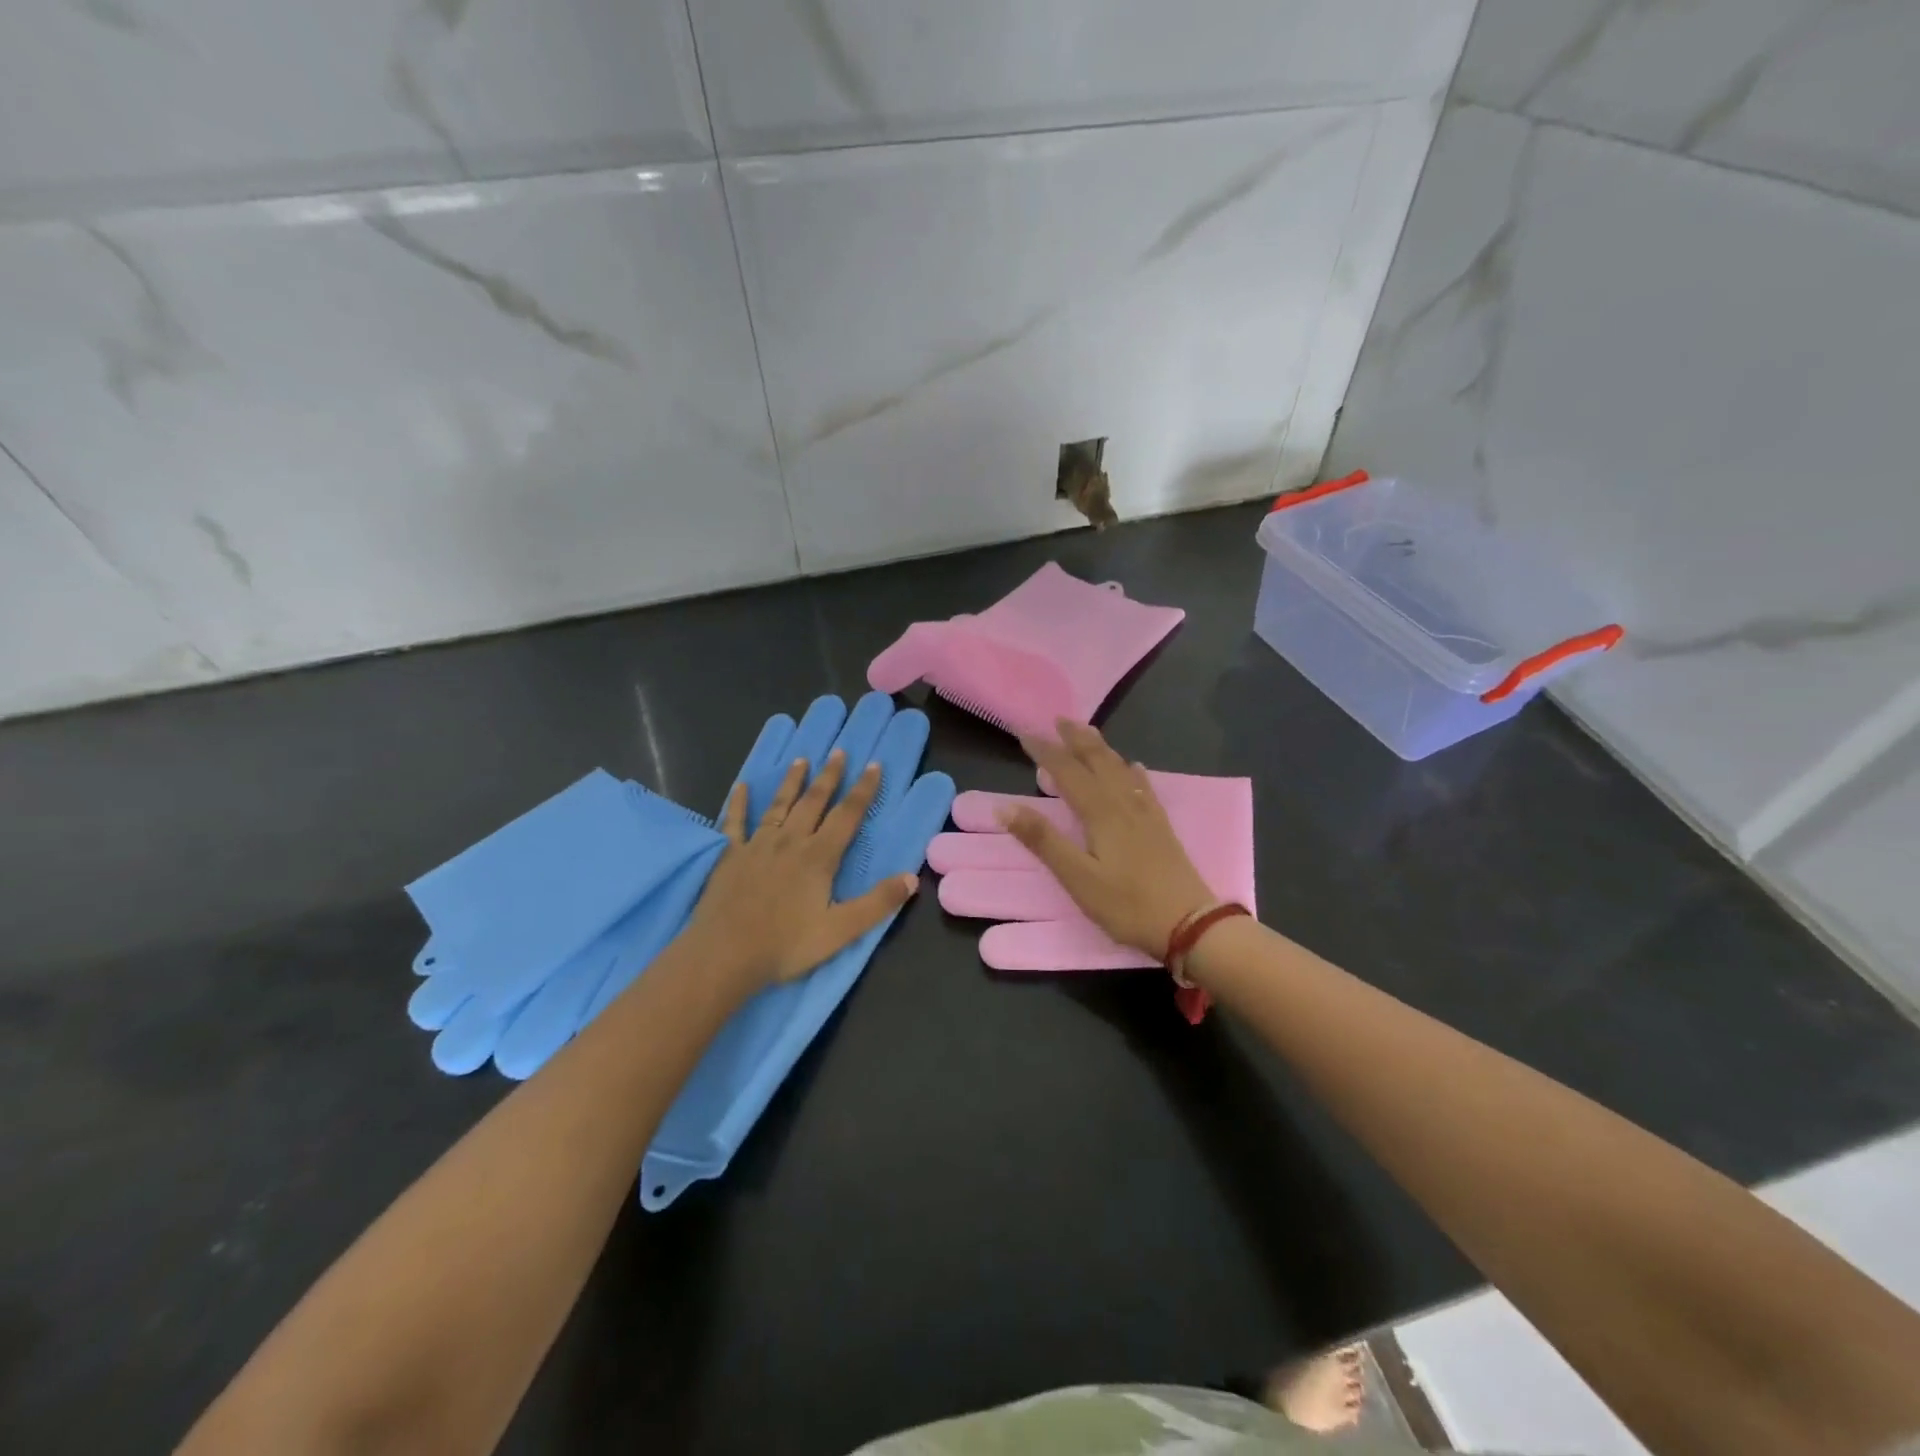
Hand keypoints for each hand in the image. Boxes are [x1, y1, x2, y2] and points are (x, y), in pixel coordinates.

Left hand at [685, 749, 919, 989]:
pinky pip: (734, 822)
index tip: (874, 765)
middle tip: (839, 752)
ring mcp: (756, 846)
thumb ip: (877, 903)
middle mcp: (790, 842)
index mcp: (818, 857)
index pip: (847, 815)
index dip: (863, 790)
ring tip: (801, 760)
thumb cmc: (785, 945)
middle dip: (829, 776)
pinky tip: (741, 786)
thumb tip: (912, 878)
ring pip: (779, 806)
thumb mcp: (841, 931)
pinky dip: (738, 803)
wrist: (724, 956)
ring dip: (792, 782)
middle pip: (813, 802)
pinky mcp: (729, 856)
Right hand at [1002, 720, 1216, 958]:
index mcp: (1101, 813)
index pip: (1067, 772)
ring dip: (1100, 748)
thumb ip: (1043, 841)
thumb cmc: (1127, 904)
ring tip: (1087, 733)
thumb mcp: (1078, 878)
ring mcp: (1146, 814)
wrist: (1190, 924)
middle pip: (1098, 761)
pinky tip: (1134, 768)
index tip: (1024, 734)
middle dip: (1076, 739)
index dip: (1045, 752)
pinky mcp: (1161, 827)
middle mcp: (1123, 804)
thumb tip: (1005, 807)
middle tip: (1058, 719)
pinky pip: (1143, 787)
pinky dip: (1132, 771)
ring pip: (1120, 769)